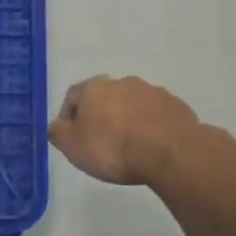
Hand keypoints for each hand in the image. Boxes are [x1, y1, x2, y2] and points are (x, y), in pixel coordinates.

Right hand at [48, 75, 201, 185]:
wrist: (170, 152)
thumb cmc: (112, 148)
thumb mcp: (72, 146)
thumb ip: (58, 133)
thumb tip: (57, 126)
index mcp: (94, 87)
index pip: (73, 96)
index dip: (68, 117)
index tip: (72, 138)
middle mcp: (123, 82)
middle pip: (104, 97)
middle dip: (101, 116)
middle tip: (101, 143)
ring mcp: (153, 92)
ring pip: (132, 104)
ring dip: (128, 120)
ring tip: (129, 147)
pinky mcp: (177, 106)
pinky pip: (157, 115)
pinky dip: (151, 127)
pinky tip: (152, 147)